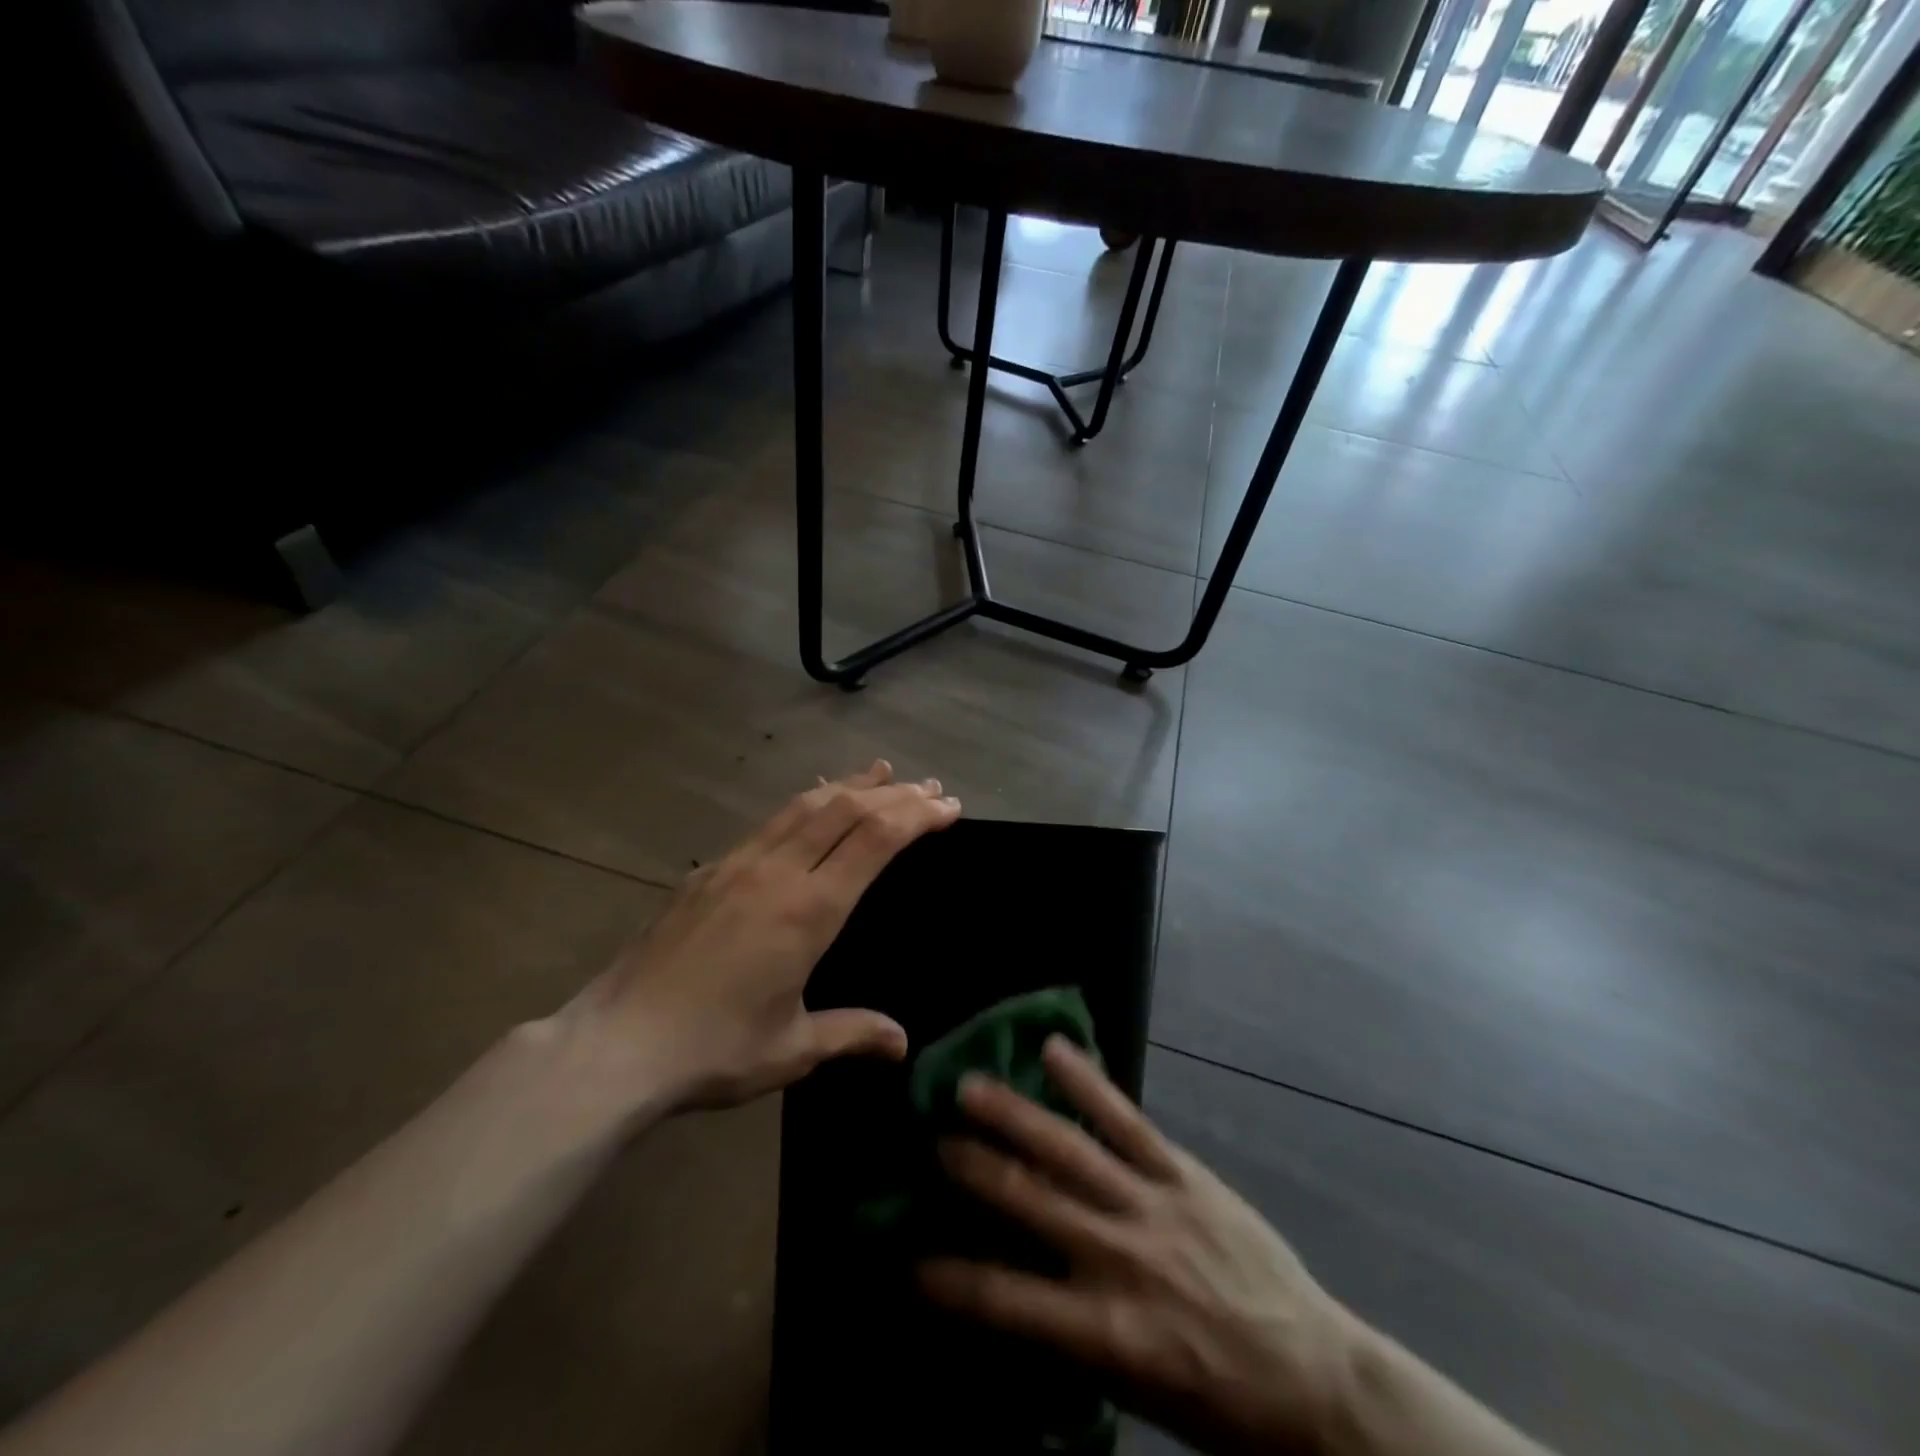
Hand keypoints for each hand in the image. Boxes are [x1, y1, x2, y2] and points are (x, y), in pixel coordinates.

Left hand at [558, 760, 959, 1115]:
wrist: (616, 1043)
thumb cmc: (713, 1049)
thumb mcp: (792, 1048)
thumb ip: (852, 1034)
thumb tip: (902, 1042)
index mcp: (808, 910)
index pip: (875, 841)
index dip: (916, 817)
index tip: (948, 807)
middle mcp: (777, 872)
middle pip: (846, 810)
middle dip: (895, 795)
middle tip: (930, 788)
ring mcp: (738, 864)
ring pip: (806, 806)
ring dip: (851, 786)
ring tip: (882, 772)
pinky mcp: (708, 870)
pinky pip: (770, 821)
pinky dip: (806, 803)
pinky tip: (813, 802)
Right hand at [919, 1038, 1355, 1455]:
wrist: (1314, 1380)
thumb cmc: (1218, 1402)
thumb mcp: (1133, 1389)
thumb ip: (1070, 1340)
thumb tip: (1010, 1300)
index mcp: (1105, 1332)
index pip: (1005, 1302)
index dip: (950, 1281)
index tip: (907, 1261)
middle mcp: (1119, 1259)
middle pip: (1029, 1201)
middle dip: (972, 1168)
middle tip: (931, 1140)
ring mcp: (1151, 1205)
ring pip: (1068, 1150)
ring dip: (1013, 1114)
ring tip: (969, 1086)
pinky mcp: (1183, 1174)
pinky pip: (1127, 1121)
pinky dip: (1087, 1084)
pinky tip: (1055, 1049)